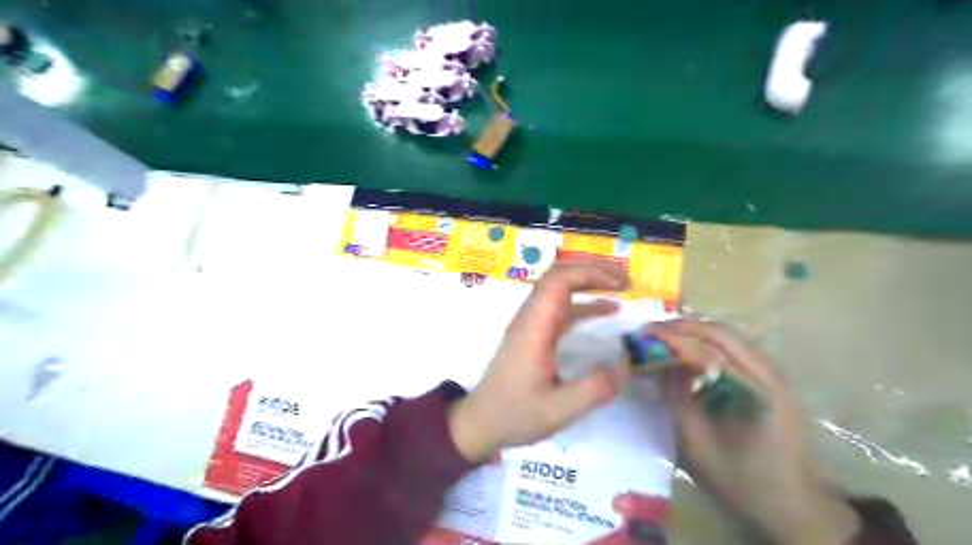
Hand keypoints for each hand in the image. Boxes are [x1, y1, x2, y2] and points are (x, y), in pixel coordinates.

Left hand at [450, 260, 630, 462]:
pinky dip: (583, 302)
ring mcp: (530, 323)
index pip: (558, 281)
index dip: (590, 273)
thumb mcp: (558, 410)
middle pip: (557, 275)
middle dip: (592, 269)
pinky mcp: (533, 333)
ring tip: (621, 287)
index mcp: (534, 328)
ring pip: (557, 287)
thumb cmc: (515, 414)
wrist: (480, 421)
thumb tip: (627, 366)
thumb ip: (594, 390)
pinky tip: (606, 310)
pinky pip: (559, 307)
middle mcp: (530, 318)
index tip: (621, 284)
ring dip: (587, 281)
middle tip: (626, 279)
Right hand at [653, 322, 856, 542]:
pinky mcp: (771, 378)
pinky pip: (735, 346)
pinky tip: (688, 346)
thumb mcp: (697, 446)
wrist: (793, 504)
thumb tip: (663, 362)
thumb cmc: (742, 481)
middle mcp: (772, 375)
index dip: (675, 339)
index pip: (711, 351)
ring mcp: (775, 373)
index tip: (644, 335)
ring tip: (663, 335)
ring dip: (695, 330)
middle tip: (650, 331)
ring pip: (730, 335)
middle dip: (683, 327)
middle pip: (723, 333)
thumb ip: (678, 399)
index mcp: (758, 395)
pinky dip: (707, 340)